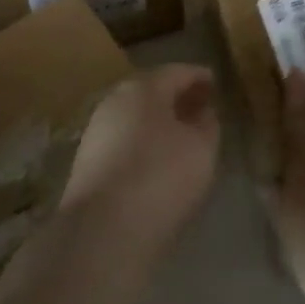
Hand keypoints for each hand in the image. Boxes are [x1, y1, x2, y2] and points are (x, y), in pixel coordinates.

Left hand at [60, 63, 220, 266]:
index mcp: (143, 87)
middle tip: (202, 107)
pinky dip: (144, 140)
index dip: (199, 77)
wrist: (102, 231)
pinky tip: (158, 159)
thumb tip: (203, 112)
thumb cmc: (160, 177)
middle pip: (152, 91)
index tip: (216, 83)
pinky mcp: (88, 161)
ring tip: (183, 135)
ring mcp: (97, 130)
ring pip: (136, 116)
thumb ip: (207, 124)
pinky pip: (124, 139)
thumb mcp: (201, 149)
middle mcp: (115, 101)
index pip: (177, 72)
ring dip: (160, 121)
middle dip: (178, 97)